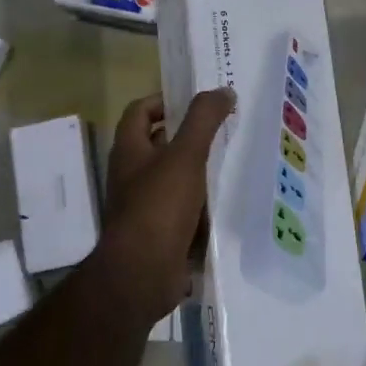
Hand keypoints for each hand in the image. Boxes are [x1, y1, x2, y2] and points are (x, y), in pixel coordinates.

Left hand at [95, 89, 235, 324]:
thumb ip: (203, 120)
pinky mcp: (161, 233)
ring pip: (176, 178)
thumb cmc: (159, 206)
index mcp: (129, 150)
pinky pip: (185, 210)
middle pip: (160, 144)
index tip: (197, 102)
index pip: (140, 111)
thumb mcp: (185, 155)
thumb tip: (222, 91)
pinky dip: (203, 205)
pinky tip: (230, 201)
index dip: (165, 101)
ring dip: (201, 171)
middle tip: (226, 129)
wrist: (142, 274)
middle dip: (191, 136)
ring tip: (236, 161)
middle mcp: (132, 175)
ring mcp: (145, 206)